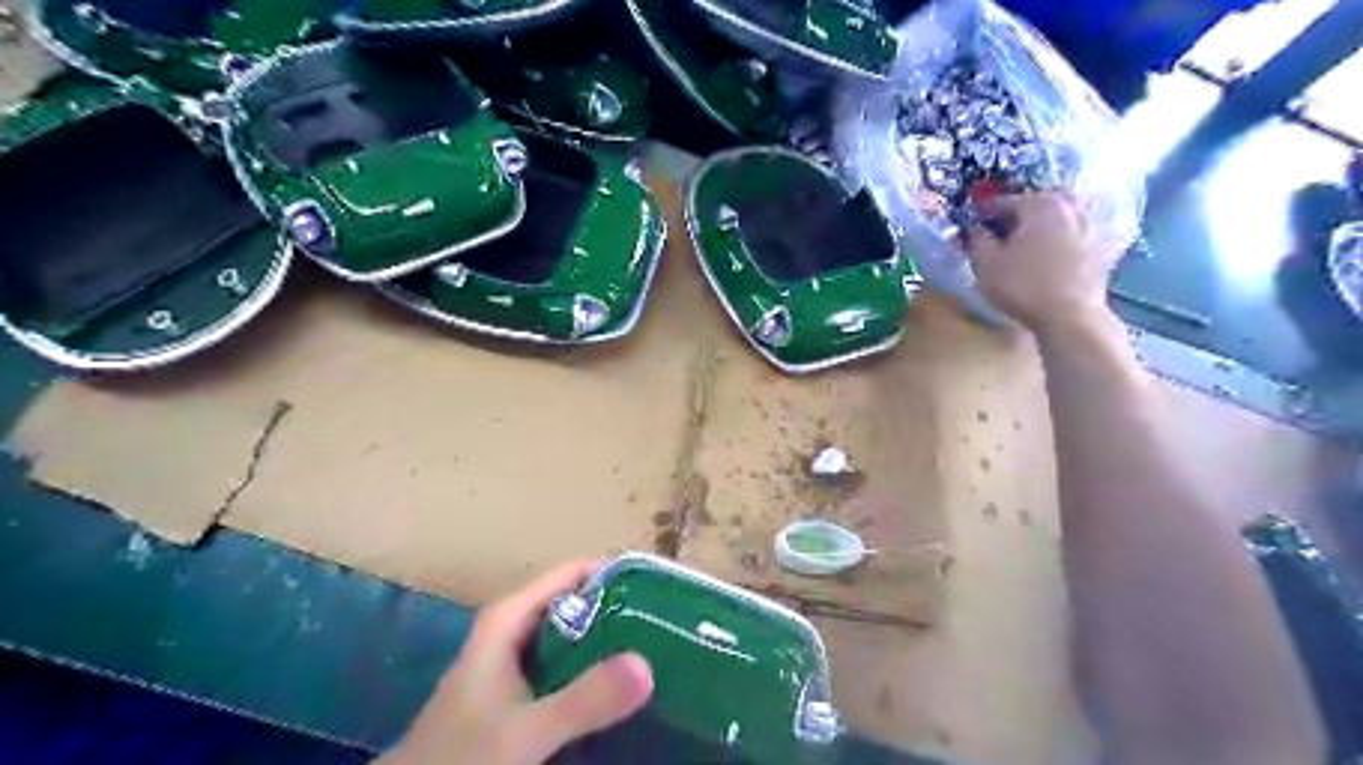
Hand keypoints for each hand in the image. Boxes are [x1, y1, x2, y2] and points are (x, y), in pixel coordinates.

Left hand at [370, 563, 648, 764]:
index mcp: (511, 616)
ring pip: (574, 636)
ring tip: (656, 652)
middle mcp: (515, 628)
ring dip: (610, 643)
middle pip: (579, 603)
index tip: (660, 592)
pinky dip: (592, 672)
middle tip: (667, 628)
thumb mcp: (525, 731)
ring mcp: (516, 660)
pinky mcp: (519, 691)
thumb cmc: (461, 757)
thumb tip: (647, 665)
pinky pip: (567, 667)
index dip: (617, 577)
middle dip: (621, 612)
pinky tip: (619, 690)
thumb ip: (583, 700)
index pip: (575, 573)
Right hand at [958, 191, 1117, 337]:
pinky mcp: (1100, 249)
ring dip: (1040, 229)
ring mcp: (1089, 227)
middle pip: (1036, 206)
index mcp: (1040, 204)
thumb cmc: (1022, 285)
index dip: (985, 214)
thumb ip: (977, 240)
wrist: (1071, 315)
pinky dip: (1058, 243)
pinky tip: (1046, 260)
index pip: (1005, 201)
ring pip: (1057, 220)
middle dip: (1017, 218)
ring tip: (1024, 248)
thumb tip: (976, 228)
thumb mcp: (986, 263)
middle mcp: (1069, 208)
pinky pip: (1072, 237)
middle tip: (1000, 236)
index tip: (974, 227)